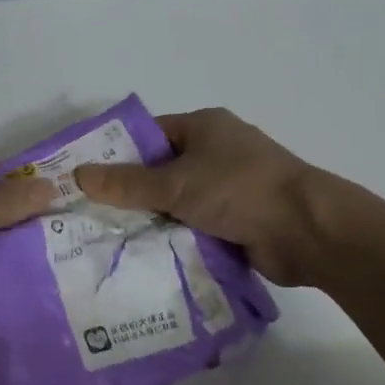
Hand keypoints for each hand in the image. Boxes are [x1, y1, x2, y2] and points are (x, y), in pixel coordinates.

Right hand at [74, 108, 370, 286]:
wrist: (306, 231)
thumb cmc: (239, 190)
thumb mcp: (175, 183)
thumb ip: (126, 183)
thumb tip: (77, 174)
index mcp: (204, 128)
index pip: (149, 136)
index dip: (118, 154)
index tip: (86, 180)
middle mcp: (217, 153)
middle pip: (162, 172)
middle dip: (132, 194)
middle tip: (92, 216)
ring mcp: (230, 188)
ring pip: (178, 203)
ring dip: (155, 220)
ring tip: (111, 241)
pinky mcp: (239, 220)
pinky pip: (196, 226)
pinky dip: (177, 238)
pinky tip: (147, 256)